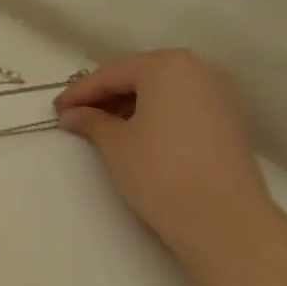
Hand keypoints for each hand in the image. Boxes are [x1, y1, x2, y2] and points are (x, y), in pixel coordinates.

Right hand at [55, 49, 275, 262]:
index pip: (112, 74)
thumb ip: (91, 121)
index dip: (80, 92)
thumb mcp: (115, 144)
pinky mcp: (230, 120)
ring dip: (131, 105)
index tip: (56, 109)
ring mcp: (220, 94)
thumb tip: (72, 115)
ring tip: (103, 127)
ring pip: (163, 91)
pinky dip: (156, 114)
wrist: (223, 220)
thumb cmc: (160, 171)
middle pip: (140, 76)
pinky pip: (182, 106)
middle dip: (107, 95)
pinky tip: (136, 134)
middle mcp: (200, 70)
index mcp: (168, 66)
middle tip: (77, 116)